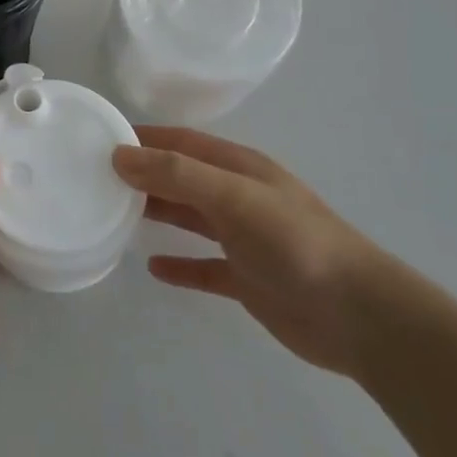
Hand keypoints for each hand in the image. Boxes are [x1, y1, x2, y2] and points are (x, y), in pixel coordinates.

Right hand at [114, 126, 390, 376]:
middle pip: (180, 177)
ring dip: (155, 212)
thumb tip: (119, 155)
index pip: (180, 142)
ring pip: (188, 217)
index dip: (143, 138)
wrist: (361, 317)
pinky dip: (179, 265)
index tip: (99, 139)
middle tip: (95, 178)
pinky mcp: (247, 279)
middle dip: (142, 174)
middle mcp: (238, 197)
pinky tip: (153, 268)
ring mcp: (243, 239)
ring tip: (112, 212)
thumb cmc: (296, 243)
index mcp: (238, 168)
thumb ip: (177, 174)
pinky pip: (203, 267)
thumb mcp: (234, 197)